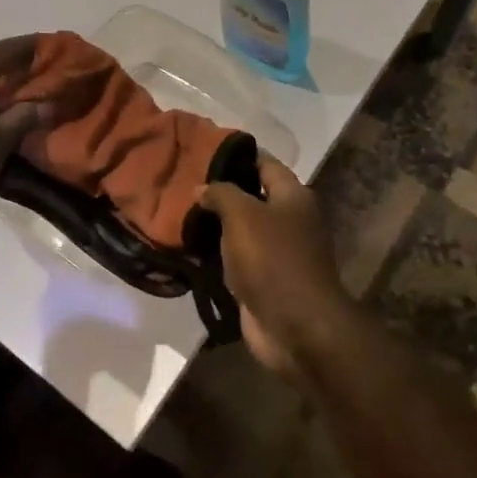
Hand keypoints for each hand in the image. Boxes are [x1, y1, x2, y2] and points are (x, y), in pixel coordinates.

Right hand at [196, 157, 351, 377]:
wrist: (296, 327)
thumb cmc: (273, 260)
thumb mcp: (242, 215)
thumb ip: (221, 194)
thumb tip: (202, 188)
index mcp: (293, 196)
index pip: (264, 163)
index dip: (237, 155)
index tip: (203, 151)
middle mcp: (290, 220)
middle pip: (253, 197)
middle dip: (221, 192)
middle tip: (184, 185)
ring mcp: (279, 253)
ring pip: (242, 230)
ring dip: (216, 226)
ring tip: (180, 215)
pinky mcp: (265, 281)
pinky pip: (238, 260)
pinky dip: (218, 256)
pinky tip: (190, 249)